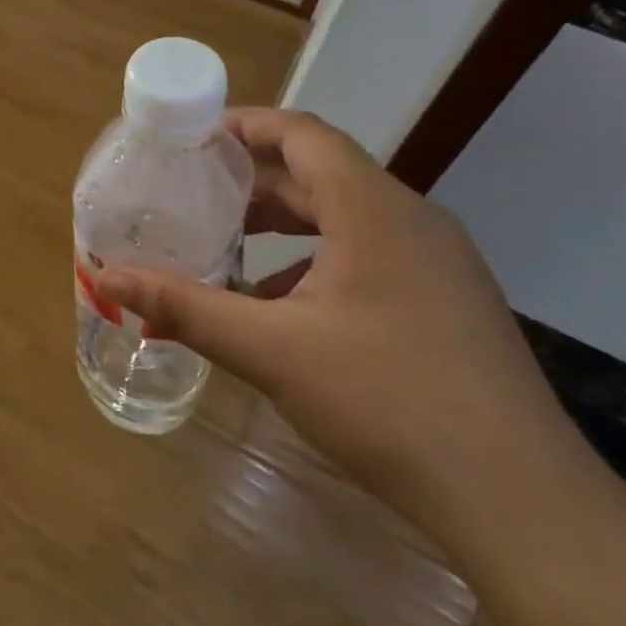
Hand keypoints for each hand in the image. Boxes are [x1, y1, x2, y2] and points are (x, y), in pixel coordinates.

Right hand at [93, 108, 595, 552]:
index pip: (302, 133)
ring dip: (283, 224)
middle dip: (252, 180)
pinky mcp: (446, 300)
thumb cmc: (388, 401)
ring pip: (344, 217)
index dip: (243, 126)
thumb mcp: (271, 350)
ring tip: (226, 246)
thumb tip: (106, 279)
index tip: (190, 138)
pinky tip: (280, 309)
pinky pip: (368, 256)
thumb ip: (185, 307)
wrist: (520, 500)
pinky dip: (315, 263)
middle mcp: (410, 219)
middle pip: (320, 172)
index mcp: (372, 208)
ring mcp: (437, 261)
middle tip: (192, 194)